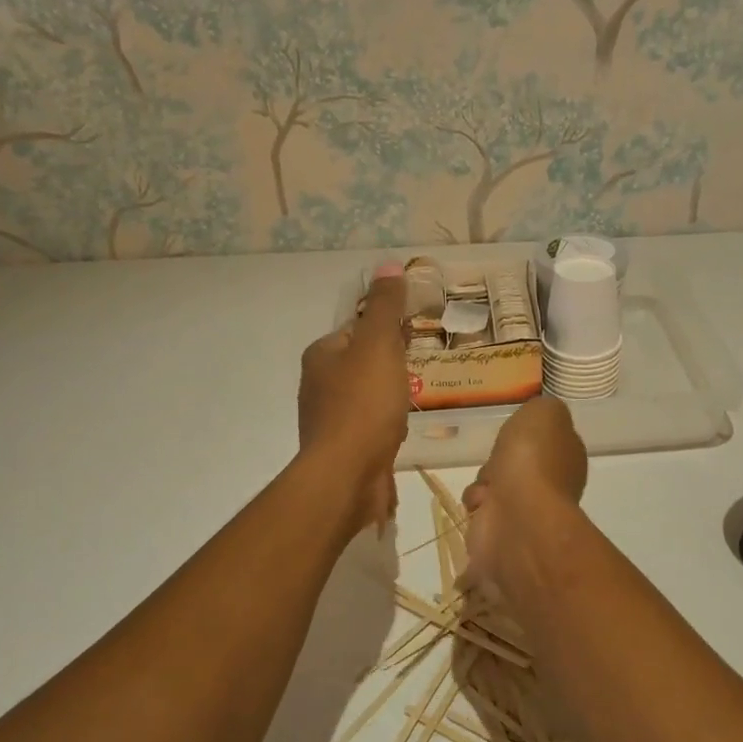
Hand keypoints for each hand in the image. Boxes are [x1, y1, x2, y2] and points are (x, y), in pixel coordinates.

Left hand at [299, 265, 409, 529]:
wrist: (347, 476)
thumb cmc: (363, 405)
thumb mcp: (379, 345)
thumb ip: (385, 306)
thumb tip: (389, 265)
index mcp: (321, 355)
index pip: (357, 329)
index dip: (388, 328)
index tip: (416, 335)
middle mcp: (318, 385)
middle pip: (362, 362)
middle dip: (391, 362)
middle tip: (424, 365)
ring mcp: (329, 420)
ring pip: (367, 395)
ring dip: (390, 394)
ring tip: (419, 396)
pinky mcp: (343, 450)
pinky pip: (371, 425)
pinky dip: (388, 423)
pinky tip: (404, 428)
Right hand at [462, 396, 587, 586]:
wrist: (518, 516)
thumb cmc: (533, 459)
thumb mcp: (545, 412)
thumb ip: (544, 409)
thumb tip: (539, 418)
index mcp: (567, 456)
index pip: (545, 442)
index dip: (525, 436)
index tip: (514, 434)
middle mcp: (553, 485)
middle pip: (516, 465)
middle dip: (498, 461)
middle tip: (497, 461)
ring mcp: (529, 513)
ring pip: (496, 488)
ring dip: (484, 484)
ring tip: (486, 487)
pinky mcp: (504, 533)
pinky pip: (482, 512)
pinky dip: (476, 505)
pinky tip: (480, 505)